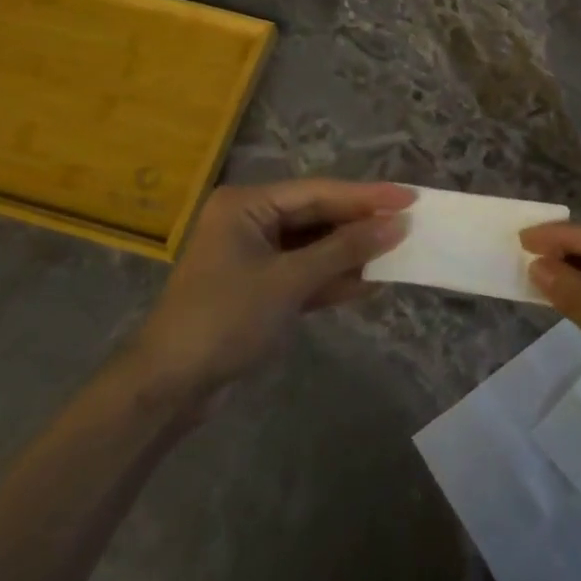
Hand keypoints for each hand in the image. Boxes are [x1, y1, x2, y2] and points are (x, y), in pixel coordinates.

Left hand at [132, 180, 413, 401]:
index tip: (409, 197)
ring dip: (352, 252)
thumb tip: (396, 225)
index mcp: (247, 206)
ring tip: (400, 250)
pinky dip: (335, 278)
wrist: (170, 388)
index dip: (366, 196)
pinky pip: (307, 273)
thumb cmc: (224, 319)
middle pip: (318, 216)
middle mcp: (251, 222)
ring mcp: (256, 256)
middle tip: (410, 221)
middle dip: (361, 224)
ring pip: (316, 245)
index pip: (318, 192)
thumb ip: (344, 250)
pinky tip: (372, 282)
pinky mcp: (262, 288)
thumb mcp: (288, 281)